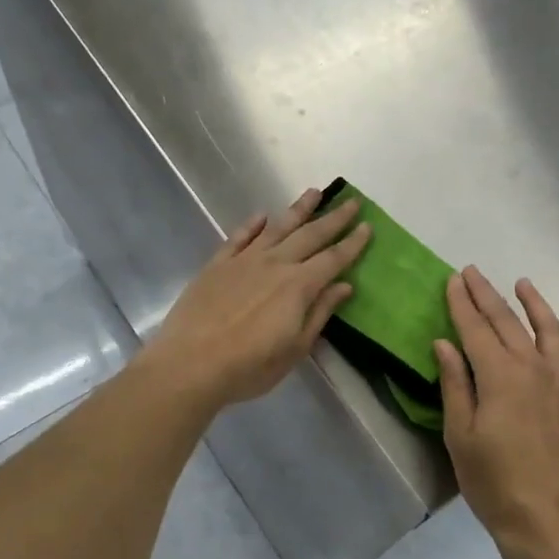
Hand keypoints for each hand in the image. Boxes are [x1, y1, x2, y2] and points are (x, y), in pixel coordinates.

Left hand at [140, 188, 370, 410]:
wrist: (190, 364)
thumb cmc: (249, 366)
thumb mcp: (295, 348)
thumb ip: (319, 313)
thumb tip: (343, 286)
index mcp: (299, 286)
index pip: (333, 259)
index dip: (353, 243)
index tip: (368, 227)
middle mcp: (275, 264)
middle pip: (310, 235)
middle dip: (334, 219)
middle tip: (351, 202)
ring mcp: (244, 261)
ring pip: (277, 227)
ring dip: (298, 209)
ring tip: (314, 192)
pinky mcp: (217, 264)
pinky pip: (239, 237)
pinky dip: (252, 225)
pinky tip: (262, 216)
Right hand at [435, 268, 558, 553]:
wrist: (547, 519)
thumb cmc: (493, 481)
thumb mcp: (460, 435)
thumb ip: (454, 384)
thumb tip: (445, 344)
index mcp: (500, 376)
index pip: (476, 328)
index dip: (462, 303)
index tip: (452, 280)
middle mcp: (535, 368)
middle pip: (508, 322)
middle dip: (487, 294)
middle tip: (472, 272)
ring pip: (549, 330)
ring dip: (533, 304)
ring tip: (521, 284)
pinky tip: (557, 333)